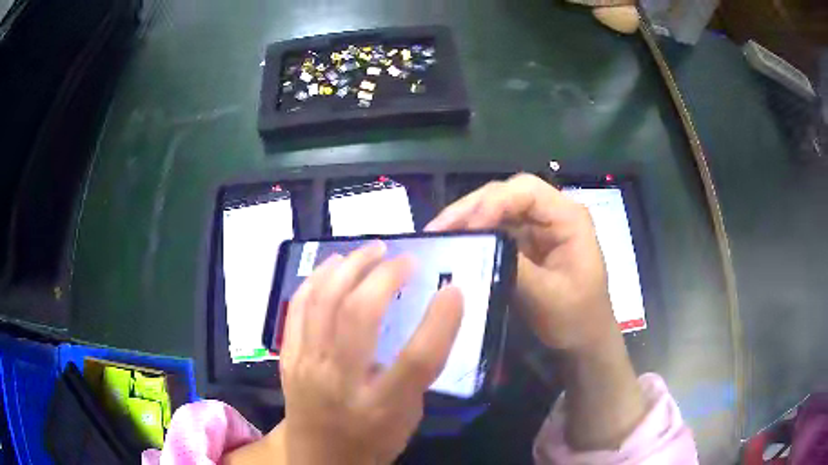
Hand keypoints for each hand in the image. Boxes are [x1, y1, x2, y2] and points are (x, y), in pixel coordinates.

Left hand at [279, 242, 462, 464]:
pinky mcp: (288, 357)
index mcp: (381, 407)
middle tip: (406, 259)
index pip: (416, 360)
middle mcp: (339, 383)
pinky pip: (298, 308)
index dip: (440, 321)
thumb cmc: (372, 440)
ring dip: (350, 266)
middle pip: (359, 316)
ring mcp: (307, 366)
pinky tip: (334, 264)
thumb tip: (430, 317)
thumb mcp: (408, 416)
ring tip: (373, 249)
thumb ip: (417, 371)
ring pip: (323, 301)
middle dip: (386, 276)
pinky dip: (316, 279)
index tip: (454, 288)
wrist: (318, 458)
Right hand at [427, 173, 613, 351]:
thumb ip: (516, 267)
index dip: (494, 203)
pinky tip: (454, 244)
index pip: (527, 191)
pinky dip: (474, 235)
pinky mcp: (525, 243)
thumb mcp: (548, 296)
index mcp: (568, 217)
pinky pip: (495, 229)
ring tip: (437, 235)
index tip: (466, 228)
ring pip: (497, 209)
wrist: (584, 339)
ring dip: (467, 219)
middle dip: (472, 208)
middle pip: (507, 194)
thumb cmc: (577, 317)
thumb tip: (476, 244)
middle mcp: (552, 213)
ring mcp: (537, 227)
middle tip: (437, 228)